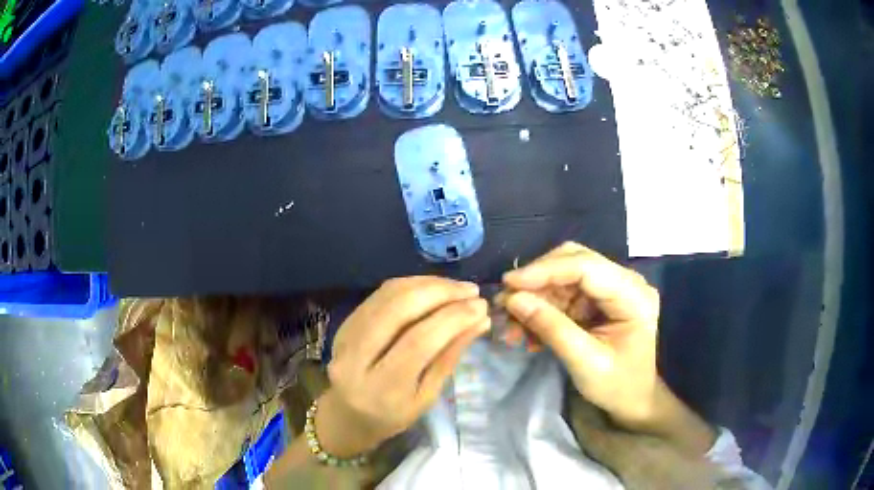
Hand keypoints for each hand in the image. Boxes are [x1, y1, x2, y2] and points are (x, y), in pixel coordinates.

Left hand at [317, 277, 489, 456]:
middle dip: (440, 292)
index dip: (453, 319)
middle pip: (399, 309)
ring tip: (457, 287)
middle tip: (472, 291)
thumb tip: (479, 321)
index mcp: (380, 388)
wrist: (347, 415)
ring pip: (388, 295)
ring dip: (428, 284)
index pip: (418, 342)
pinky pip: (380, 294)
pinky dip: (411, 285)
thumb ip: (449, 357)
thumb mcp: (426, 397)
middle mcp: (356, 357)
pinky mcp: (345, 322)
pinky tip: (433, 288)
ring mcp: (346, 335)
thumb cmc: (392, 415)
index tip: (480, 307)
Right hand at [498, 242, 662, 428]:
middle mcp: (626, 281)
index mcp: (634, 295)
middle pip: (575, 261)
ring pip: (565, 274)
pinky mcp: (600, 298)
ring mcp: (613, 287)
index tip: (508, 283)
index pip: (586, 267)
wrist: (633, 399)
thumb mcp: (585, 363)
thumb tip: (513, 300)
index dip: (545, 270)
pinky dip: (543, 307)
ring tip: (513, 325)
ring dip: (536, 296)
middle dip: (538, 280)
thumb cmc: (617, 386)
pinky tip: (528, 330)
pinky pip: (565, 291)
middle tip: (506, 302)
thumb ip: (552, 328)